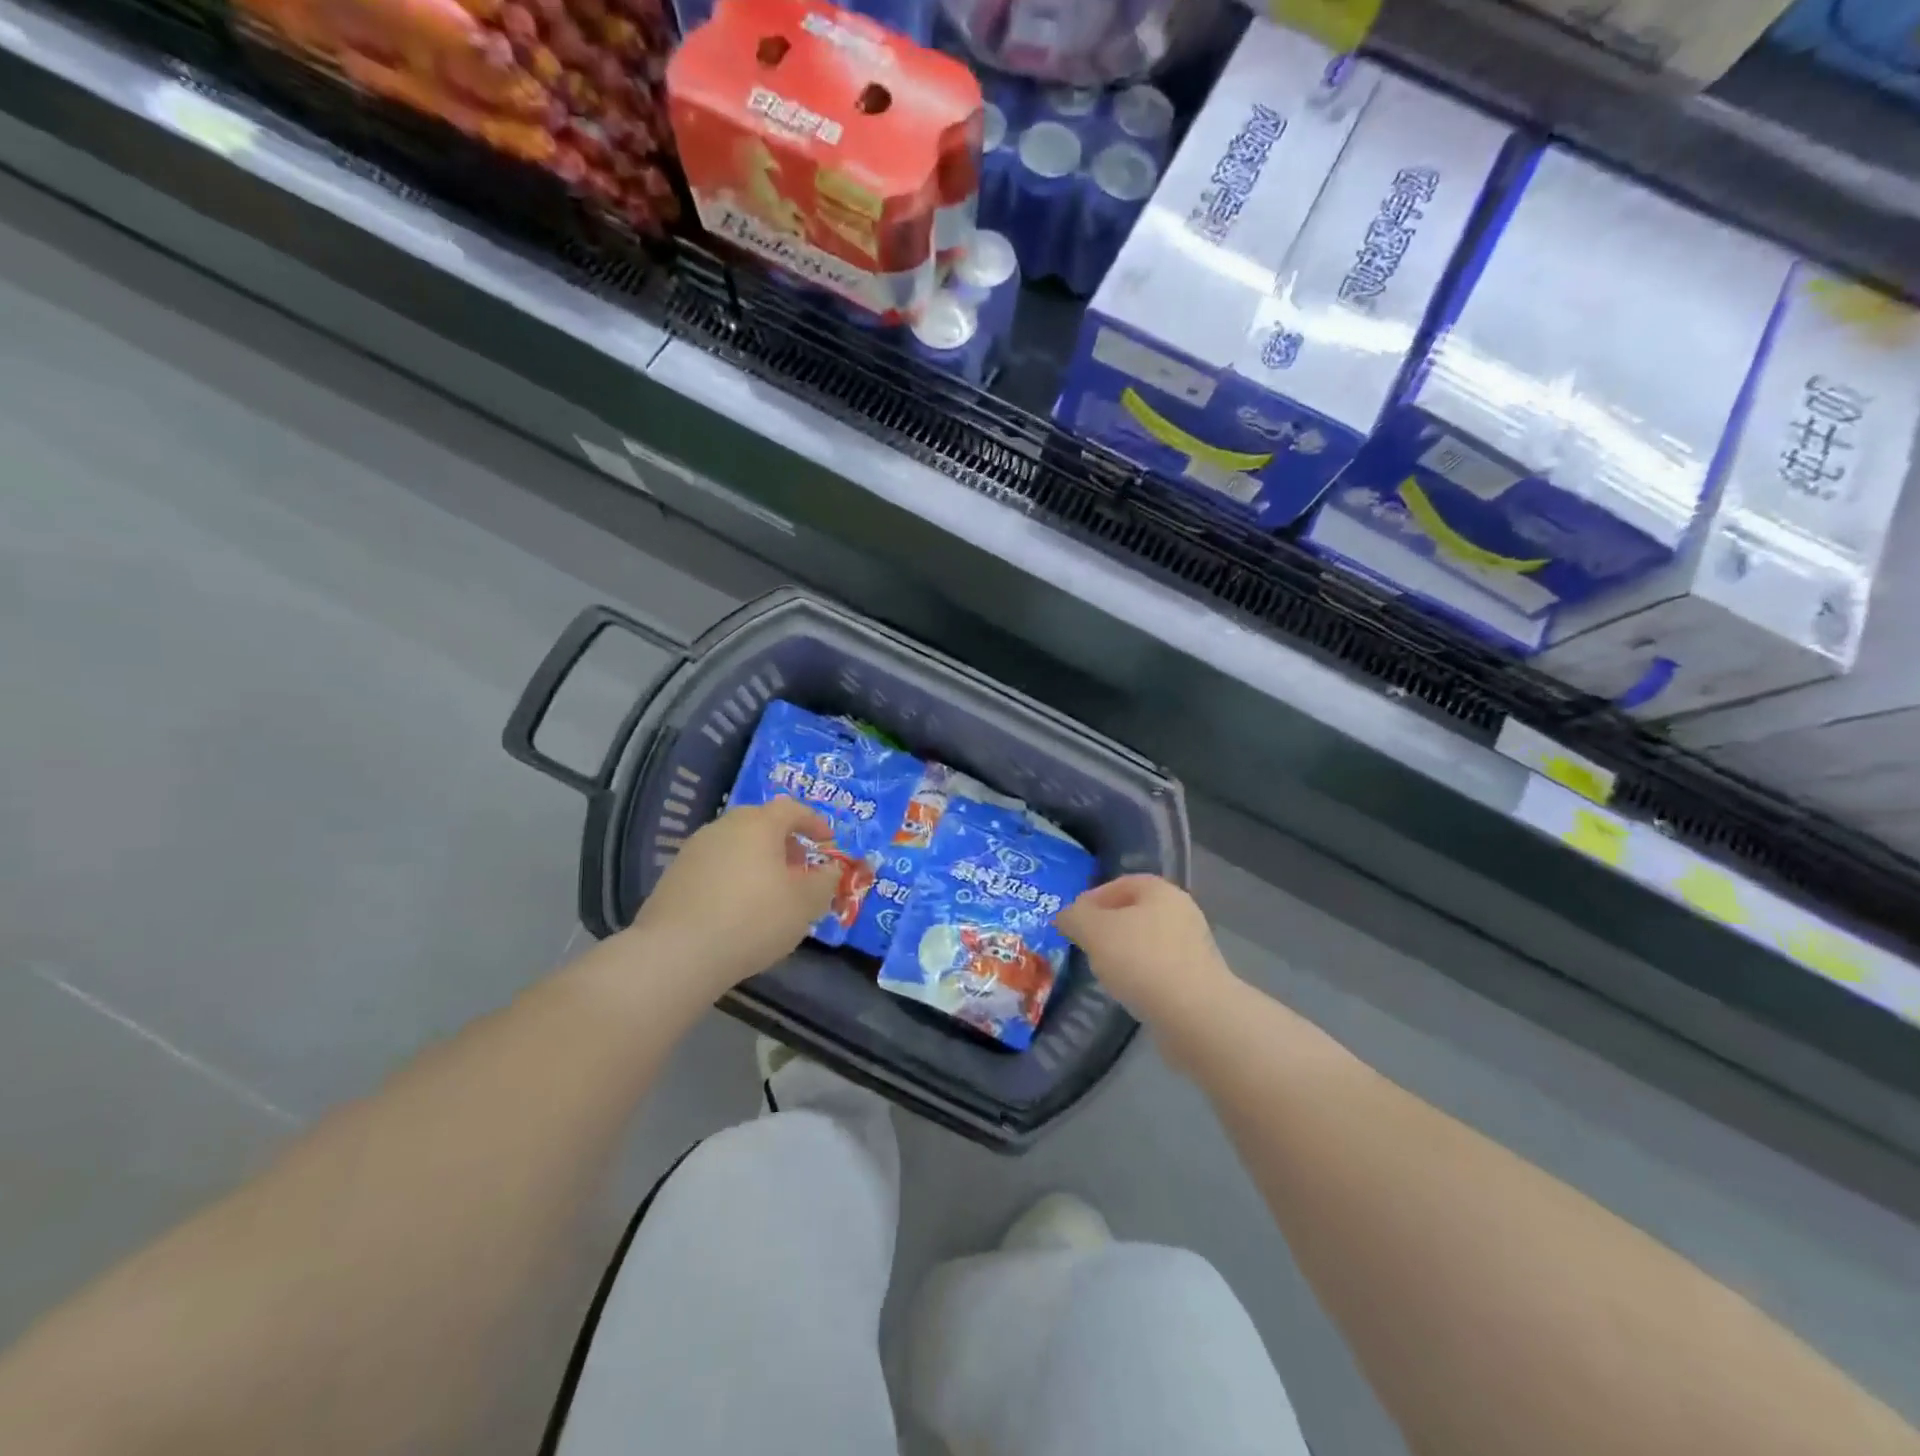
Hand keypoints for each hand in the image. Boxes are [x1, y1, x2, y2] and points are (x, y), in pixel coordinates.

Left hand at [632, 798, 837, 993]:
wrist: (677, 953)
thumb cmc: (753, 919)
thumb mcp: (805, 904)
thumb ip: (825, 882)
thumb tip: (831, 869)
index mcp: (758, 824)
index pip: (792, 808)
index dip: (814, 822)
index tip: (828, 843)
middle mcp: (724, 827)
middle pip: (761, 823)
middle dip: (785, 842)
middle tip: (799, 868)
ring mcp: (694, 850)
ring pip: (736, 844)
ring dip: (758, 860)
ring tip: (770, 892)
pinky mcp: (674, 875)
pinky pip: (715, 866)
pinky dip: (733, 877)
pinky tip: (738, 908)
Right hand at [1058, 876, 1237, 1031]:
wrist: (1194, 1014)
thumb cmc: (1141, 959)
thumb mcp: (1094, 930)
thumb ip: (1075, 917)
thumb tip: (1065, 917)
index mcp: (1161, 891)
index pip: (1121, 883)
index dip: (1092, 898)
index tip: (1072, 920)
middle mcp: (1181, 912)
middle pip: (1135, 913)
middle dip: (1107, 927)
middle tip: (1083, 944)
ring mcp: (1192, 948)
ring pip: (1147, 942)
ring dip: (1123, 953)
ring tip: (1101, 971)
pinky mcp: (1196, 980)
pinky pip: (1159, 969)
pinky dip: (1140, 975)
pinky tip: (1126, 992)